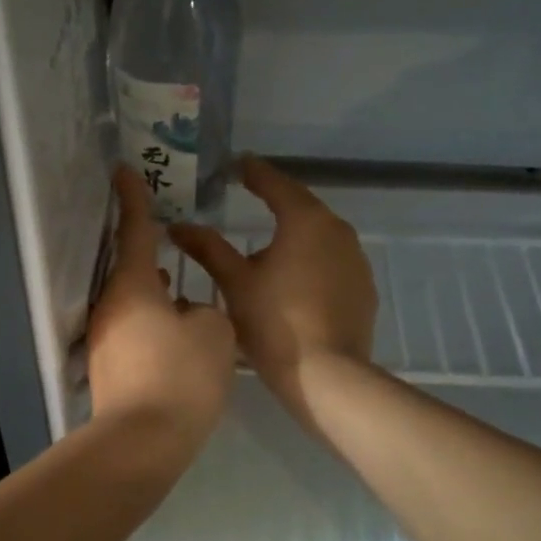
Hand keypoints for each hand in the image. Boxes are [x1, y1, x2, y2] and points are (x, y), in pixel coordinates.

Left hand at [88, 167, 236, 444]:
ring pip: (135, 303)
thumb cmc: (182, 376)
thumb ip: (205, 308)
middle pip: (132, 269)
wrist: (143, 441)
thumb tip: (187, 313)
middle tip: (173, 243)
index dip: (133, 197)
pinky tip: (177, 338)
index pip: (135, 230)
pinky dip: (154, 325)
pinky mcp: (109, 368)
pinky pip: (135, 331)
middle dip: (153, 256)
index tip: (123, 170)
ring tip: (183, 292)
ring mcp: (105, 340)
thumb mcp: (214, 331)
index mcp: (133, 286)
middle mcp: (111, 307)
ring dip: (157, 295)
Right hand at [169, 156, 375, 432]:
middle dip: (276, 204)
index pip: (276, 184)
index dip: (254, 173)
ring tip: (268, 248)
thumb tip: (178, 226)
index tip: (239, 165)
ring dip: (294, 238)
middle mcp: (338, 231)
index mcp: (306, 221)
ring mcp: (356, 262)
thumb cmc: (275, 323)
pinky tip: (293, 284)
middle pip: (302, 209)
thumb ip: (207, 249)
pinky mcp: (363, 290)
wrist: (327, 376)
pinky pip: (332, 265)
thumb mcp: (234, 283)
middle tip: (251, 200)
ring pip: (319, 239)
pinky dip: (310, 264)